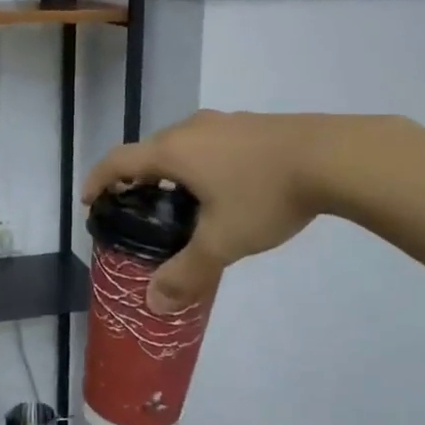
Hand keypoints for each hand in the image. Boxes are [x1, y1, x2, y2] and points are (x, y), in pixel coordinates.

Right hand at [82, 111, 380, 311]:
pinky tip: (226, 187)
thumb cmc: (265, 195)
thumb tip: (154, 303)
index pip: (119, 160)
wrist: (334, 156)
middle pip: (150, 150)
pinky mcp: (254, 125)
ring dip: (172, 169)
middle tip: (139, 207)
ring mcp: (225, 122)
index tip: (90, 200)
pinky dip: (202, 163)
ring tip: (182, 200)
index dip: (98, 179)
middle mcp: (192, 128)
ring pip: (183, 144)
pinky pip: (212, 143)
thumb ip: (186, 272)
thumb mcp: (222, 241)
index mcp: (173, 151)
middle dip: (137, 177)